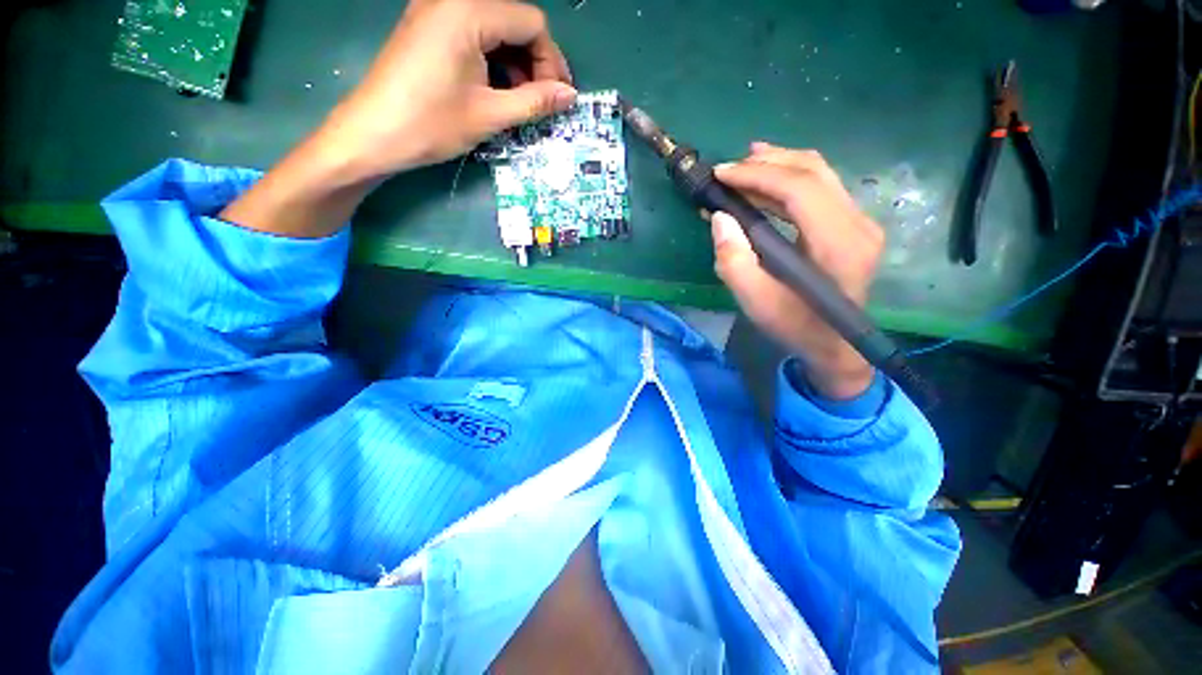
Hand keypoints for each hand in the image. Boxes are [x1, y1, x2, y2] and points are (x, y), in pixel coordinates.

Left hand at [318, 0, 575, 180]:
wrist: (373, 134)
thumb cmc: (431, 124)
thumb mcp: (490, 115)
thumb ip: (535, 101)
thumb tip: (570, 96)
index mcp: (469, 11)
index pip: (532, 24)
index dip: (551, 62)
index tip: (555, 99)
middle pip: (515, 22)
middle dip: (534, 63)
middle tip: (539, 103)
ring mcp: (437, 10)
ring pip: (496, 29)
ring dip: (515, 64)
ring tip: (517, 101)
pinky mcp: (428, 27)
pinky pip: (474, 34)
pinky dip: (493, 60)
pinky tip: (494, 89)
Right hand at [710, 143, 883, 399]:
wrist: (835, 344)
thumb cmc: (794, 326)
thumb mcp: (755, 302)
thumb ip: (733, 261)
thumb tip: (719, 218)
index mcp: (837, 245)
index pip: (799, 189)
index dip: (757, 175)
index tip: (721, 174)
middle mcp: (857, 224)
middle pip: (813, 171)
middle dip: (766, 163)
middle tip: (727, 170)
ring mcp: (860, 221)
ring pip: (819, 173)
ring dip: (778, 166)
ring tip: (742, 167)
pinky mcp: (853, 224)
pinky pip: (822, 187)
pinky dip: (790, 179)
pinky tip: (767, 180)